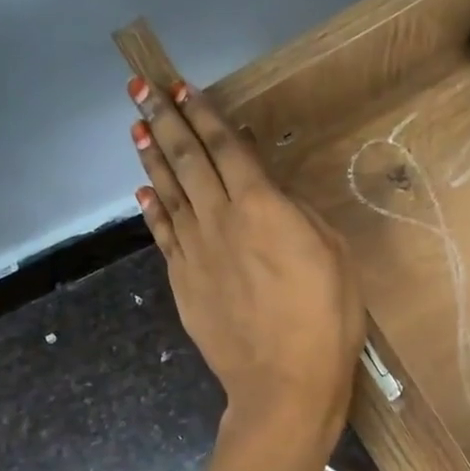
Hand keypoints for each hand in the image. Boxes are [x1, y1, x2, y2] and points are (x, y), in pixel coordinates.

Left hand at [129, 76, 364, 439]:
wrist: (284, 382)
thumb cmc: (326, 318)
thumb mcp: (334, 255)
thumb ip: (300, 216)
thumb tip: (274, 196)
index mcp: (261, 206)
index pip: (226, 148)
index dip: (203, 115)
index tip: (181, 88)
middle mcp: (220, 218)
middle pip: (187, 160)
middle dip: (163, 120)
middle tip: (140, 88)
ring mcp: (195, 251)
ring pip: (168, 192)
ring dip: (152, 156)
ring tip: (135, 127)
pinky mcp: (183, 281)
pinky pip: (163, 234)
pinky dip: (152, 208)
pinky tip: (143, 191)